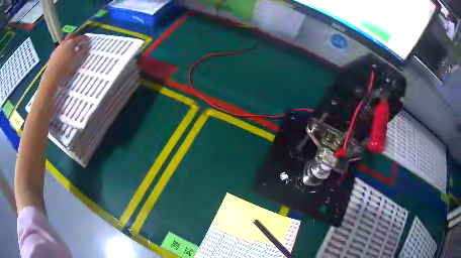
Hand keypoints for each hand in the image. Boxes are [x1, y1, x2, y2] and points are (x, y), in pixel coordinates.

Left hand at [41, 33, 89, 89]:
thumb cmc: (65, 67)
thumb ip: (82, 51)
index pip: (80, 38)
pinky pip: (60, 49)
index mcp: (71, 42)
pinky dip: (63, 50)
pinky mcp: (53, 54)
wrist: (51, 76)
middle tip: (78, 41)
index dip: (85, 39)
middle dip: (75, 37)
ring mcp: (58, 48)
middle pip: (71, 35)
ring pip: (65, 42)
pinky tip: (63, 57)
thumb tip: (86, 46)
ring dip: (68, 44)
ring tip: (71, 51)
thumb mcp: (77, 60)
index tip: (88, 40)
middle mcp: (64, 42)